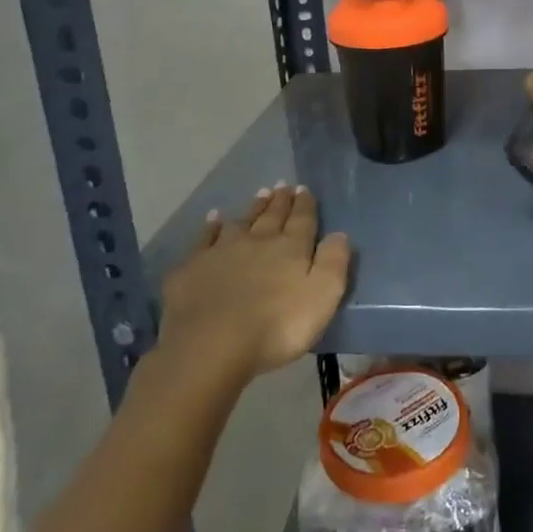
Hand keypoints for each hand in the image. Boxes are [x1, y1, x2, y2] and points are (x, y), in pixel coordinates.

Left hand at [159, 185, 350, 383]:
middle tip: (283, 186)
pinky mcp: (193, 267)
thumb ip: (333, 263)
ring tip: (259, 194)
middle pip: (272, 216)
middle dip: (280, 201)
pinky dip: (211, 226)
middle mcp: (257, 241)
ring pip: (241, 222)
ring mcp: (222, 251)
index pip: (302, 219)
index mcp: (290, 248)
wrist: (211, 345)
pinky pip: (204, 238)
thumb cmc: (276, 326)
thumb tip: (339, 233)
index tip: (304, 189)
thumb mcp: (321, 297)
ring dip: (252, 208)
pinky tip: (213, 219)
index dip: (305, 204)